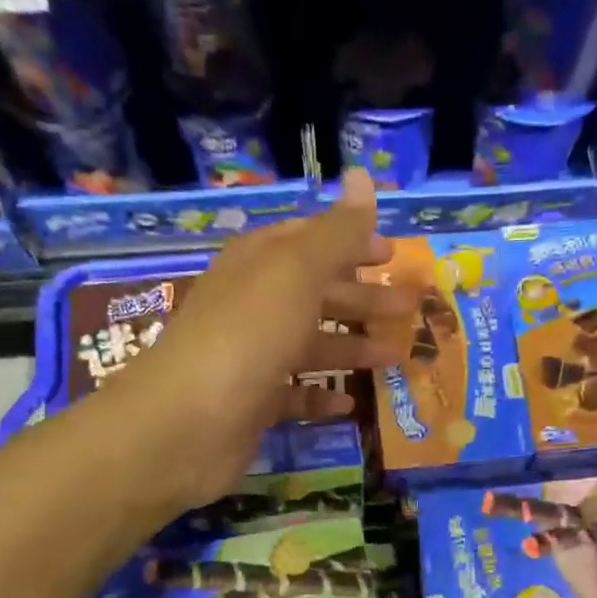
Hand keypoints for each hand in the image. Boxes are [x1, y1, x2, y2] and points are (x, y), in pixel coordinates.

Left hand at [119, 169, 415, 510]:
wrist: (188, 421)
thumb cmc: (249, 334)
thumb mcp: (298, 272)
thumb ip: (337, 231)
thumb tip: (364, 176)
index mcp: (260, 262)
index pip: (310, 240)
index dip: (352, 242)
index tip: (393, 256)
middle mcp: (254, 304)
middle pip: (316, 293)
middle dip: (363, 298)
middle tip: (409, 308)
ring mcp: (252, 355)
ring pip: (310, 344)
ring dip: (352, 347)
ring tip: (395, 357)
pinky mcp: (253, 402)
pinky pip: (295, 393)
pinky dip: (322, 394)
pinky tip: (352, 403)